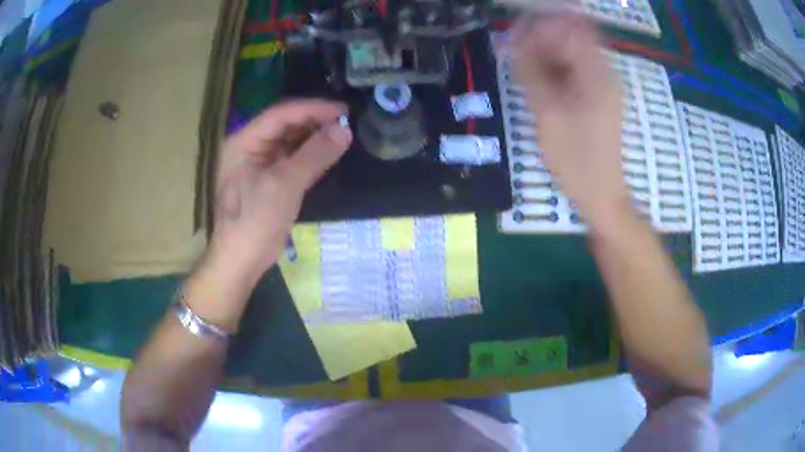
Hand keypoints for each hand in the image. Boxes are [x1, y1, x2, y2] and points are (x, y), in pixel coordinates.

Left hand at [206, 100, 351, 285]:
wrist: (241, 261)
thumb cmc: (255, 220)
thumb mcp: (285, 184)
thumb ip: (315, 154)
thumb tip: (344, 130)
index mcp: (244, 141)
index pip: (281, 114)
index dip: (312, 109)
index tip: (342, 110)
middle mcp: (251, 148)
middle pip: (286, 125)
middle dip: (315, 122)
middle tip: (346, 122)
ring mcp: (260, 165)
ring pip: (291, 142)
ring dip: (315, 138)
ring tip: (343, 135)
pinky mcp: (270, 181)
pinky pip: (293, 160)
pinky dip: (311, 157)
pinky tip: (330, 154)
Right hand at [514, 14, 629, 229]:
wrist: (601, 195)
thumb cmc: (577, 160)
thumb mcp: (549, 114)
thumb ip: (532, 72)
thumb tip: (516, 41)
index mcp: (597, 73)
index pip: (570, 27)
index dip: (541, 28)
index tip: (518, 41)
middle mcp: (604, 72)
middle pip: (571, 37)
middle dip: (541, 41)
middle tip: (518, 59)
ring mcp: (603, 85)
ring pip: (571, 53)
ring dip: (546, 56)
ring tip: (526, 74)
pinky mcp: (598, 97)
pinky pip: (574, 71)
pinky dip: (555, 71)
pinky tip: (540, 86)